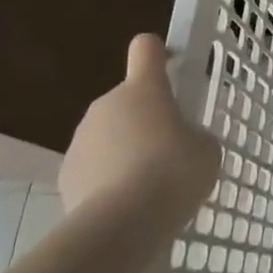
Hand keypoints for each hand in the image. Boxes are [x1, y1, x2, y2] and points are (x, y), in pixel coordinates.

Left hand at [58, 34, 220, 219]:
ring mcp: (81, 139)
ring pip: (109, 134)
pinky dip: (109, 179)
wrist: (122, 223)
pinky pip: (94, 166)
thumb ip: (193, 136)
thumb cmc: (174, 172)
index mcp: (144, 89)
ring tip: (150, 185)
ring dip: (126, 150)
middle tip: (171, 149)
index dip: (159, 53)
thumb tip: (179, 141)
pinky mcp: (66, 174)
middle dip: (146, 119)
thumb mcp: (206, 149)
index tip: (171, 66)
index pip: (147, 49)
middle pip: (128, 100)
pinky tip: (128, 205)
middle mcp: (107, 104)